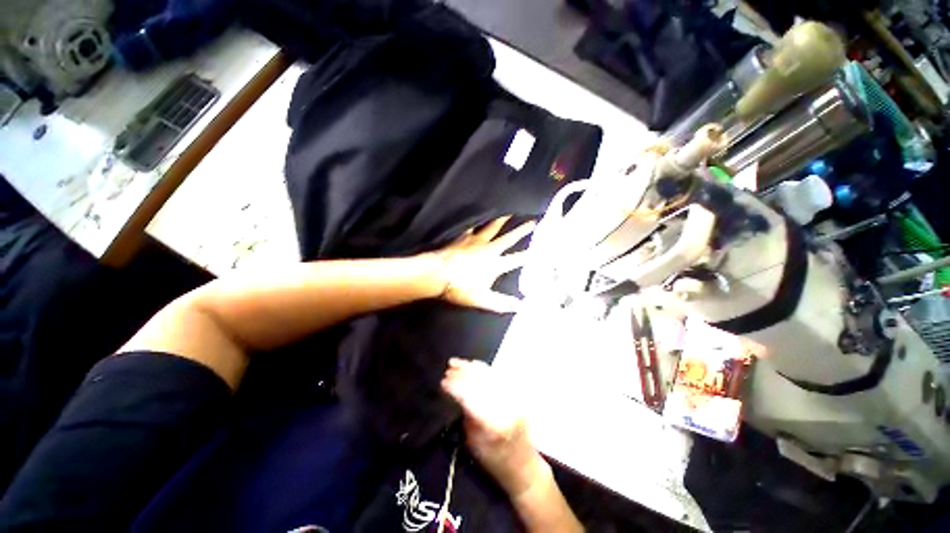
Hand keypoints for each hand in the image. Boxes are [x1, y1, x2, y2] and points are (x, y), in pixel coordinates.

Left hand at [435, 216, 535, 313]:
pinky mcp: (463, 238)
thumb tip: (520, 306)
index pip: (517, 259)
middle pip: (509, 238)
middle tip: (533, 222)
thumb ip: (502, 303)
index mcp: (495, 264)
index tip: (541, 247)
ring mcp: (475, 241)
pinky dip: (477, 224)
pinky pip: (472, 228)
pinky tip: (478, 220)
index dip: (529, 254)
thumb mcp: (482, 299)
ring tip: (508, 214)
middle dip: (522, 231)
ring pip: (492, 228)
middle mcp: (489, 250)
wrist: (437, 274)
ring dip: (501, 221)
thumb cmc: (460, 288)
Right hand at [441, 358, 549, 497]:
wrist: (522, 464)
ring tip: (456, 363)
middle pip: (480, 381)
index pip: (470, 396)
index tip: (442, 381)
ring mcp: (513, 397)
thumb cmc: (493, 460)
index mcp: (492, 423)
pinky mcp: (516, 393)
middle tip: (447, 369)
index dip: (454, 385)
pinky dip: (482, 368)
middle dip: (461, 372)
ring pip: (489, 374)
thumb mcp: (472, 442)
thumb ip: (465, 413)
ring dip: (470, 367)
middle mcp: (505, 406)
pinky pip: (496, 374)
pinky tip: (472, 364)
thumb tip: (454, 391)